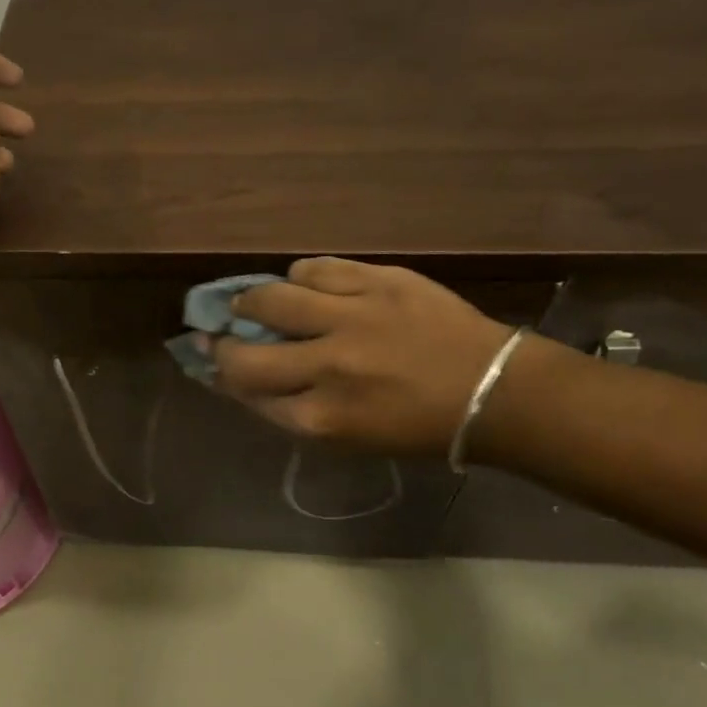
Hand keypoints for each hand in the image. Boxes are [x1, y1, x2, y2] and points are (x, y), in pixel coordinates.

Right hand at [210, 258, 514, 455]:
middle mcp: (327, 367)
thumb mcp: (348, 437)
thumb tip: (243, 382)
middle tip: (223, 334)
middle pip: (245, 353)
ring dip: (253, 301)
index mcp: (322, 418)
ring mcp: (352, 318)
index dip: (224, 378)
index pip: (248, 395)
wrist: (491, 390)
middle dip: (223, 345)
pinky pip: (315, 269)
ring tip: (257, 301)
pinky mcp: (377, 281)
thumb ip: (293, 411)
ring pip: (271, 297)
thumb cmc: (418, 426)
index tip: (215, 364)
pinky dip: (300, 277)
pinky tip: (305, 284)